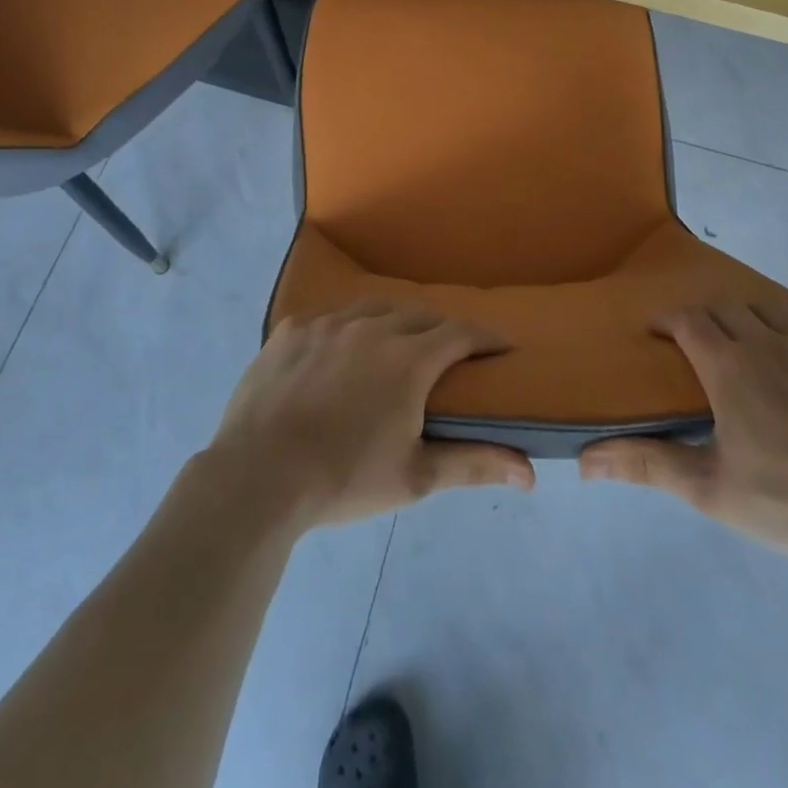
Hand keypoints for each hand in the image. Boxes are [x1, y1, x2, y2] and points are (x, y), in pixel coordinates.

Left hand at [204, 302, 535, 530]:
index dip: (485, 338)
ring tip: (394, 346)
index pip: (461, 333)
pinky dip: (345, 330)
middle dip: (441, 330)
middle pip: (420, 315)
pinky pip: (329, 318)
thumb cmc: (344, 478)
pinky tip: (338, 353)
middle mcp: (372, 327)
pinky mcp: (291, 330)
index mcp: (409, 358)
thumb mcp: (415, 477)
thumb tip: (530, 472)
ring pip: (373, 309)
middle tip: (446, 355)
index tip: (499, 349)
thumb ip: (474, 464)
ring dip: (393, 322)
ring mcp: (327, 323)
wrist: (257, 477)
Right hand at [579, 297, 787, 562]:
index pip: (687, 320)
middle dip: (700, 316)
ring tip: (736, 335)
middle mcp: (766, 342)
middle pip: (723, 307)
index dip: (666, 319)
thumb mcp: (708, 489)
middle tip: (690, 341)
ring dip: (743, 312)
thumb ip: (647, 465)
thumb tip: (586, 461)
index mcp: (729, 367)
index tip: (654, 331)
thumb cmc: (786, 501)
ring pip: (766, 306)